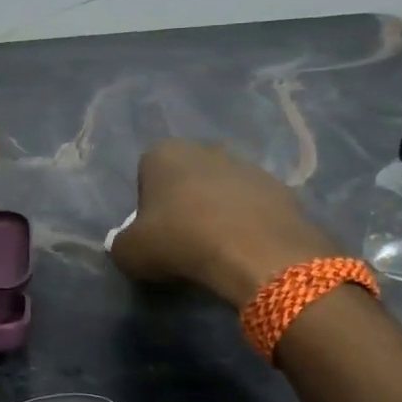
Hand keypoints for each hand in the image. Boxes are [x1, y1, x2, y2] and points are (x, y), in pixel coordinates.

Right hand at [110, 141, 341, 307]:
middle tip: (184, 239)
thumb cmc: (180, 241)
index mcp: (164, 153)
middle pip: (187, 177)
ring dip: (219, 211)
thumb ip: (121, 243)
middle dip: (185, 201)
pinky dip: (249, 223)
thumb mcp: (130, 252)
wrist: (255, 252)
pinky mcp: (280, 188)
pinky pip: (254, 206)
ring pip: (223, 189)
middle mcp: (206, 149)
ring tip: (218, 248)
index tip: (155, 234)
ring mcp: (247, 165)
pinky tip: (246, 249)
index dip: (148, 206)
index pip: (147, 174)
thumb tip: (127, 244)